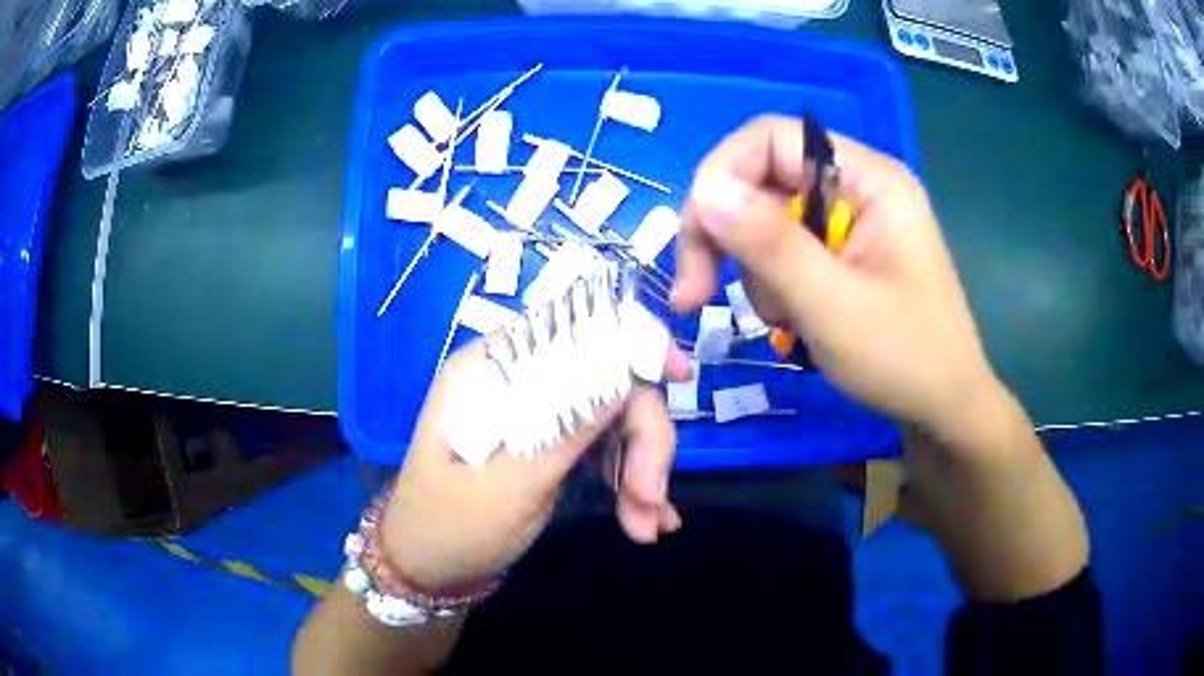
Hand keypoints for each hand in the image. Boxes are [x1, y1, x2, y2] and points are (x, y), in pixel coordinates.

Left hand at [379, 340, 690, 592]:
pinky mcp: (549, 450)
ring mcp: (535, 418)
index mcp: (491, 371)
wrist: (429, 573)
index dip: (629, 342)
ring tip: (646, 527)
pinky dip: (627, 486)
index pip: (569, 330)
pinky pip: (602, 454)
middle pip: (603, 383)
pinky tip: (646, 522)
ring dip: (638, 473)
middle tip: (651, 497)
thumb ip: (566, 428)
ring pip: (612, 423)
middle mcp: (516, 384)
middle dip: (640, 439)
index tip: (679, 374)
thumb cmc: (451, 528)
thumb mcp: (510, 484)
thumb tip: (624, 374)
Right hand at [672, 116, 1002, 445]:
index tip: (697, 241)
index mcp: (870, 179)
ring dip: (756, 271)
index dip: (722, 176)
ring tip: (785, 321)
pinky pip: (786, 249)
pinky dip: (774, 285)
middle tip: (697, 295)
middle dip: (728, 236)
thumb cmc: (905, 360)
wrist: (945, 410)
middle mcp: (858, 186)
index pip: (771, 138)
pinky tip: (794, 320)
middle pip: (762, 180)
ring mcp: (852, 220)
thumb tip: (703, 188)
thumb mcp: (833, 306)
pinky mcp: (845, 251)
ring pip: (766, 219)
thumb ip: (769, 244)